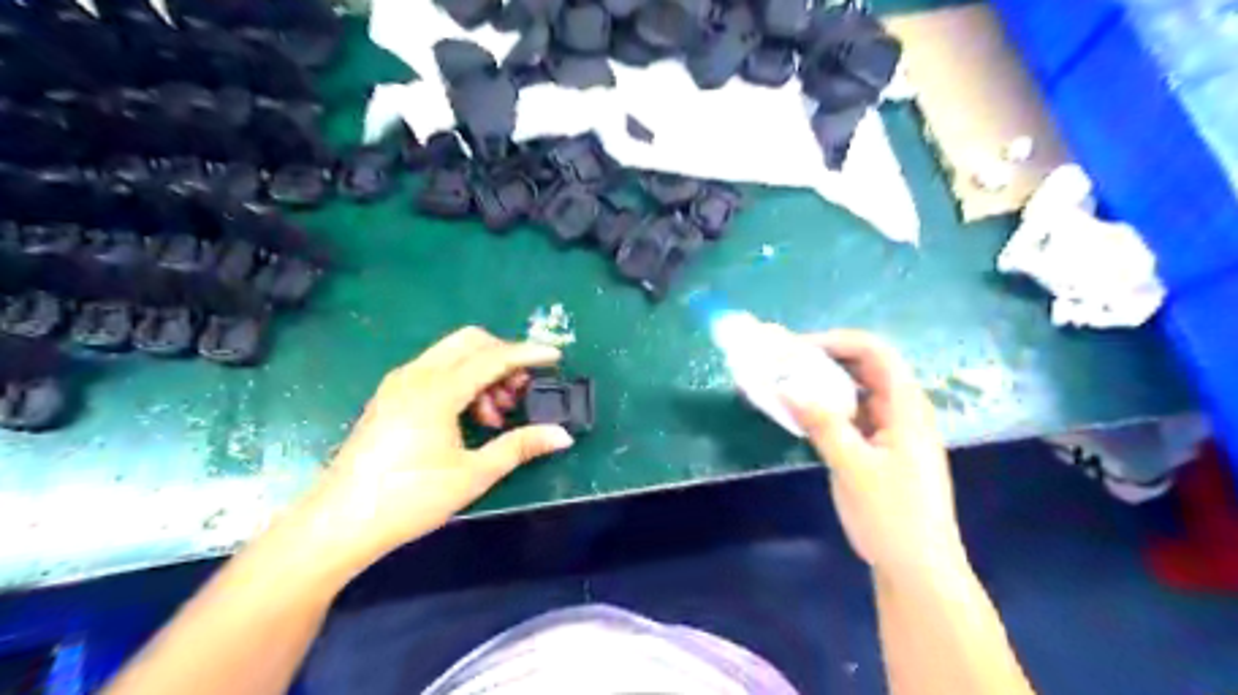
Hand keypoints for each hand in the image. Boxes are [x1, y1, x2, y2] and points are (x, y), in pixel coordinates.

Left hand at [293, 325, 575, 575]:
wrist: (338, 523)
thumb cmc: (409, 499)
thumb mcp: (473, 474)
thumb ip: (519, 446)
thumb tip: (562, 436)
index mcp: (437, 390)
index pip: (493, 357)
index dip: (528, 354)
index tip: (557, 356)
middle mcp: (416, 375)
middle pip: (471, 341)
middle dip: (504, 357)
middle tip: (522, 390)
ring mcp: (399, 383)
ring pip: (453, 354)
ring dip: (483, 371)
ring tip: (497, 414)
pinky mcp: (391, 395)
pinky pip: (436, 369)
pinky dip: (462, 380)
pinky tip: (470, 418)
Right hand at [771, 328, 965, 576]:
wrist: (918, 569)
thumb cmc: (892, 516)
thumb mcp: (853, 467)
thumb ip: (821, 423)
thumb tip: (785, 387)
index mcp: (906, 407)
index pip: (876, 353)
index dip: (837, 341)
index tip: (796, 348)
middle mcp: (902, 410)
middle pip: (866, 366)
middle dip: (825, 358)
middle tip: (784, 362)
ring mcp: (892, 430)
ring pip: (856, 391)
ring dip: (823, 382)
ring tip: (786, 382)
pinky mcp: (880, 448)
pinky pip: (851, 414)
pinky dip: (826, 407)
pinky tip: (801, 413)